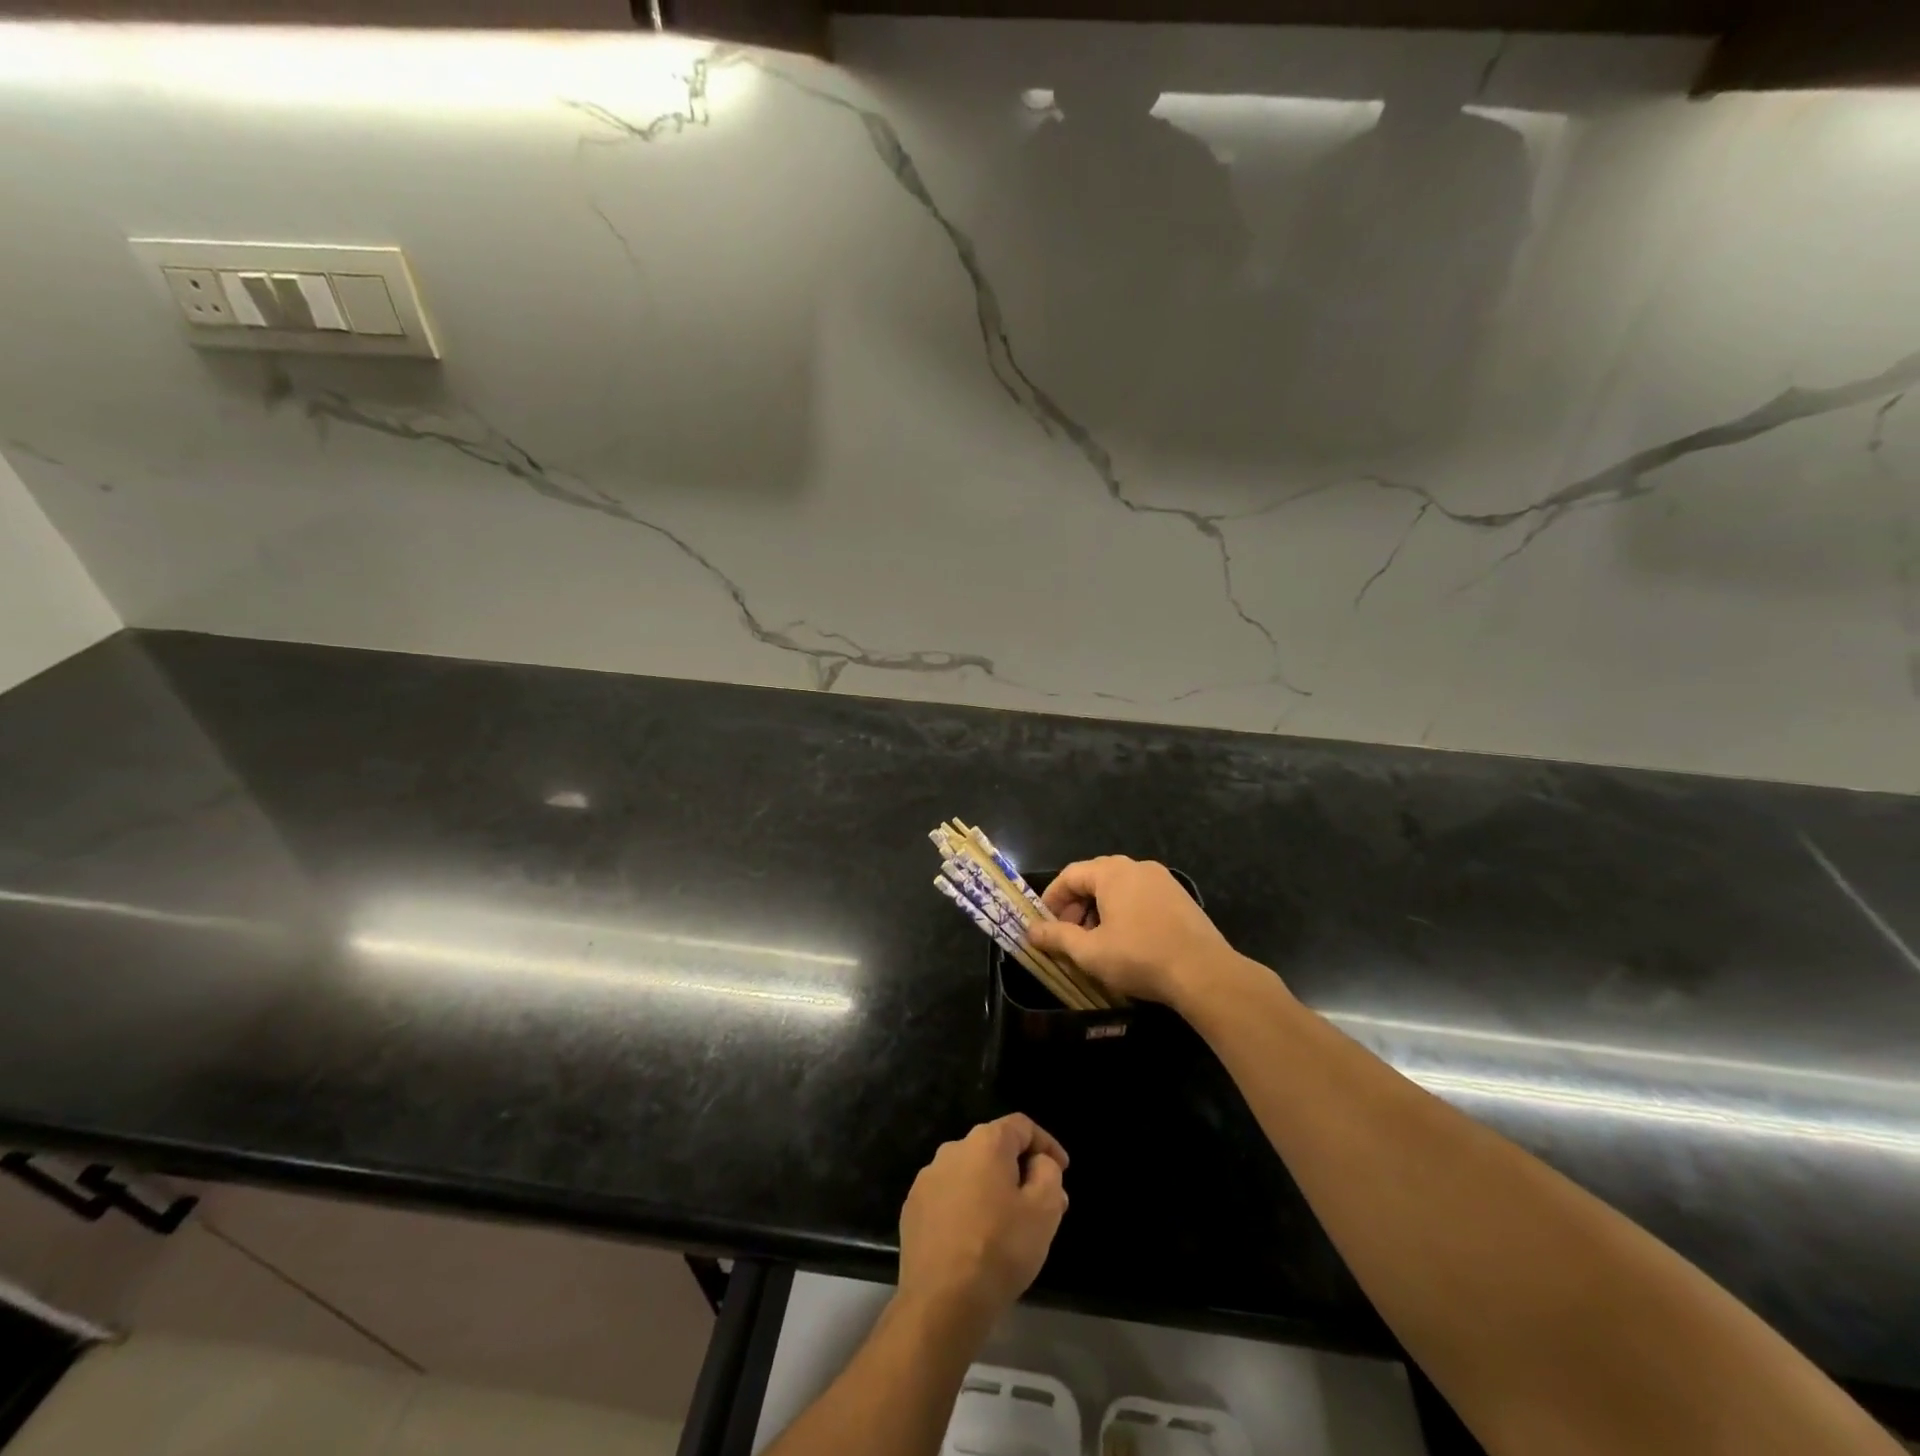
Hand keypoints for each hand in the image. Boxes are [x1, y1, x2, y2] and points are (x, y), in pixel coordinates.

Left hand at [897, 1115, 1068, 1334]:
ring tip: (1008, 1226)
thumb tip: (1038, 1164)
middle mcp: (952, 1149)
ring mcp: (927, 1179)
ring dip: (992, 1190)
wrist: (942, 1301)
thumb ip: (1048, 1175)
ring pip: (970, 1174)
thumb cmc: (1000, 1249)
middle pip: (994, 1149)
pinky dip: (967, 1209)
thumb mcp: (1044, 1211)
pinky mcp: (913, 1208)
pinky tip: (976, 1239)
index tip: (1062, 1170)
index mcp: (985, 1143)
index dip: (1047, 1145)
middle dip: (1020, 1171)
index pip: (1021, 1126)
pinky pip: (948, 1197)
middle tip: (1041, 1203)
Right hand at [1027, 855, 1238, 1005]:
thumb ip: (1057, 938)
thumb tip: (1031, 931)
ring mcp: (1162, 880)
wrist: (1205, 973)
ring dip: (1099, 911)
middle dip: (1075, 907)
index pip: (1070, 875)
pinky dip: (1124, 913)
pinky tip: (1126, 942)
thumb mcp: (1090, 952)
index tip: (1043, 925)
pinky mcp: (1180, 898)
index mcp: (1112, 872)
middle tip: (1068, 936)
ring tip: (1095, 942)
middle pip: (1094, 879)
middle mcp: (1137, 867)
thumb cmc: (1139, 957)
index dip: (1052, 899)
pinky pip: (1141, 897)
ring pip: (1119, 889)